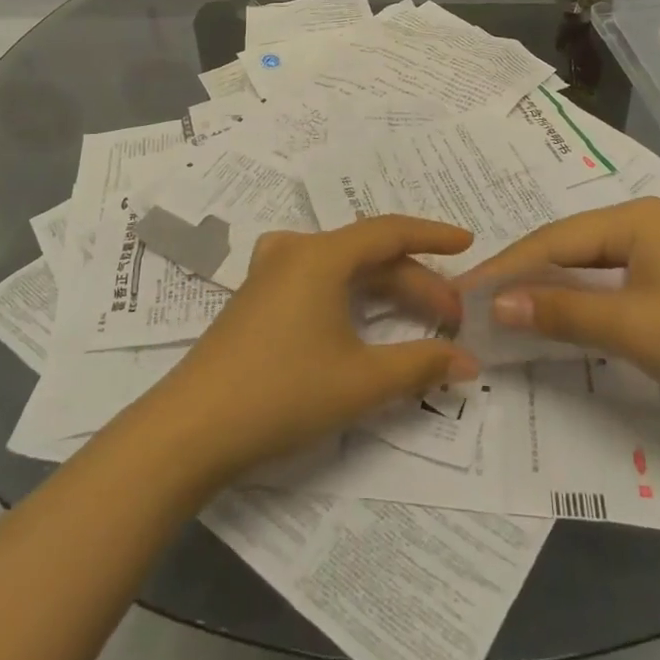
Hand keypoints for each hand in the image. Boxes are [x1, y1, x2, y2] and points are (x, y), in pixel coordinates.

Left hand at [135, 216, 479, 485]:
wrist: (191, 429)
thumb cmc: (282, 393)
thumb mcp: (360, 381)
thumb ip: (420, 364)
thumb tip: (467, 361)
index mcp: (320, 255)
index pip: (389, 230)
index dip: (432, 235)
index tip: (469, 243)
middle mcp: (294, 250)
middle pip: (368, 254)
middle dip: (415, 281)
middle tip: (452, 316)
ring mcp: (270, 272)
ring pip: (342, 268)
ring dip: (384, 289)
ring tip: (420, 316)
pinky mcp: (257, 298)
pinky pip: (318, 280)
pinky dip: (352, 295)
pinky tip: (362, 318)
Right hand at [457, 198, 659, 426]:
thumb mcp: (632, 328)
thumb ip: (562, 312)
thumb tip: (496, 305)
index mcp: (637, 218)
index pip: (554, 239)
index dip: (506, 267)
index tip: (463, 291)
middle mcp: (648, 224)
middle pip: (570, 248)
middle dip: (525, 277)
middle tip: (478, 303)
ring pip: (592, 268)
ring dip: (552, 292)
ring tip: (507, 312)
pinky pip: (615, 285)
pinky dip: (584, 303)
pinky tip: (561, 320)